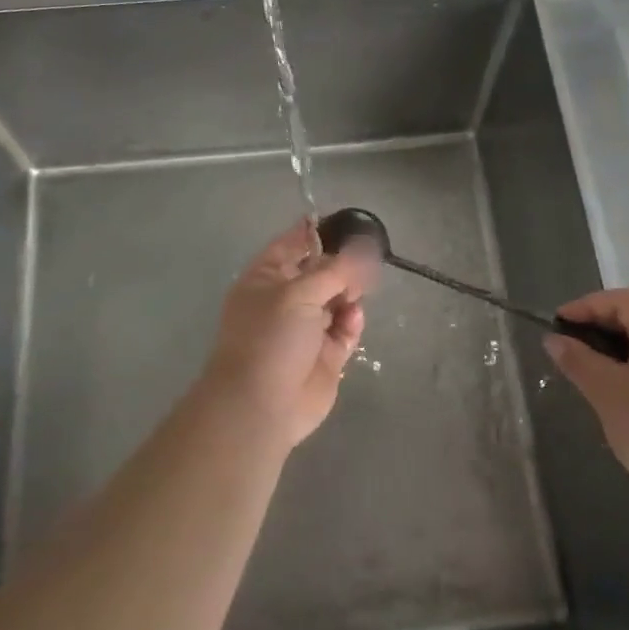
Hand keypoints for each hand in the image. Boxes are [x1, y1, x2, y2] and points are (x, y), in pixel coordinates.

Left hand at [189, 220, 373, 451]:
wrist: (261, 406)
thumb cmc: (270, 339)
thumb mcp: (300, 294)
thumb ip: (335, 270)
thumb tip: (363, 247)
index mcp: (266, 279)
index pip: (293, 244)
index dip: (316, 232)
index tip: (347, 223)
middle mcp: (286, 301)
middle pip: (321, 272)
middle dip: (343, 265)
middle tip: (367, 260)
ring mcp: (306, 329)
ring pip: (337, 299)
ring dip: (350, 293)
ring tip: (359, 291)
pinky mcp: (326, 355)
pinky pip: (346, 329)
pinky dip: (352, 322)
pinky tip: (353, 319)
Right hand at [544, 288, 628, 497]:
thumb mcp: (606, 391)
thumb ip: (577, 360)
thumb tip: (554, 340)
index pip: (620, 300)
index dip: (585, 306)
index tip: (557, 323)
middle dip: (599, 326)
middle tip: (568, 344)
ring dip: (616, 347)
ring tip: (588, 367)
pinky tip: (618, 389)